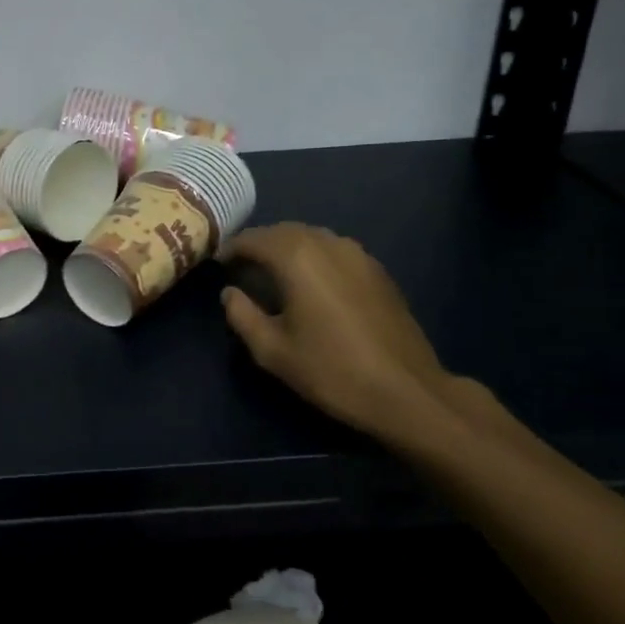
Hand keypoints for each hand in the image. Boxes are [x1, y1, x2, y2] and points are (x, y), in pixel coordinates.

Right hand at [220, 223, 464, 447]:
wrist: (406, 392)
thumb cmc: (331, 371)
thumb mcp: (272, 351)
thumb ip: (242, 315)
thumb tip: (230, 293)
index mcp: (297, 258)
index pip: (254, 239)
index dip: (231, 249)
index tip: (217, 263)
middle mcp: (327, 244)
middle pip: (283, 231)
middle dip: (259, 244)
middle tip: (242, 266)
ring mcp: (358, 254)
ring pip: (312, 237)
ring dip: (288, 247)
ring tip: (273, 272)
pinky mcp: (378, 271)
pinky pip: (335, 250)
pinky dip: (315, 256)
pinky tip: (312, 282)